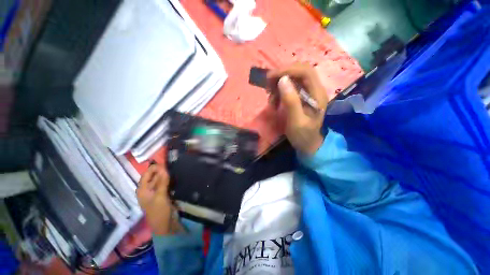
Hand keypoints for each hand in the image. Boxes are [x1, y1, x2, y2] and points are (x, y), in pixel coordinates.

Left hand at [137, 164, 181, 234]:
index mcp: (143, 190)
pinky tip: (177, 176)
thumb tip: (164, 168)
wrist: (165, 226)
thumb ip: (162, 182)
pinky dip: (170, 180)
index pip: (147, 174)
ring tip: (176, 168)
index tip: (166, 162)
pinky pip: (166, 184)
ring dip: (167, 175)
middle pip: (154, 176)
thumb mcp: (160, 196)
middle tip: (174, 164)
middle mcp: (149, 189)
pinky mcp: (164, 194)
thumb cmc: (159, 212)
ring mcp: (157, 192)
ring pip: (161, 180)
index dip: (155, 167)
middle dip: (162, 170)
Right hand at [268, 63, 331, 154]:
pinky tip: (274, 100)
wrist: (308, 145)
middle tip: (268, 85)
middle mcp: (315, 90)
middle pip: (299, 71)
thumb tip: (282, 80)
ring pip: (293, 78)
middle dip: (282, 75)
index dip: (288, 70)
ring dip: (279, 84)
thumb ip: (291, 101)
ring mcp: (308, 93)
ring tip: (271, 97)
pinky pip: (290, 87)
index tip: (271, 77)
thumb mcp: (296, 121)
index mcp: (317, 94)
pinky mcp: (301, 97)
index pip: (305, 72)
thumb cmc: (303, 136)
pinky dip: (280, 91)